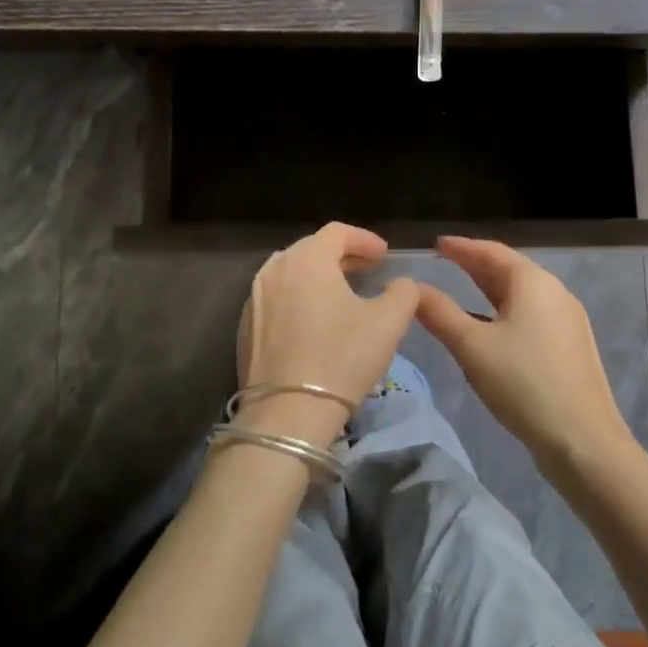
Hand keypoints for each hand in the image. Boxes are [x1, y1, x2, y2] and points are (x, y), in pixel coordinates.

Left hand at [234, 223, 419, 438]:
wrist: (286, 414)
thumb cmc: (341, 359)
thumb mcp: (388, 323)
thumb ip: (403, 293)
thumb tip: (400, 284)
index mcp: (307, 259)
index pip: (337, 232)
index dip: (364, 239)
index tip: (384, 255)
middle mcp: (274, 269)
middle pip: (311, 249)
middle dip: (342, 255)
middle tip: (367, 270)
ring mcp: (254, 298)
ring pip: (291, 273)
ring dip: (318, 276)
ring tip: (342, 294)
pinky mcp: (244, 327)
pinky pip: (276, 299)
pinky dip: (298, 299)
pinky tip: (314, 323)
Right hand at [415, 236, 633, 471]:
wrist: (583, 441)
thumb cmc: (523, 383)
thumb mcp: (472, 346)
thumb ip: (439, 313)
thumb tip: (413, 288)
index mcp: (533, 283)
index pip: (492, 252)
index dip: (462, 247)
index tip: (436, 245)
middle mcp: (555, 293)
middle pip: (509, 270)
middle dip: (476, 265)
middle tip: (445, 263)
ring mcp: (567, 321)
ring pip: (522, 295)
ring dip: (490, 290)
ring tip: (462, 290)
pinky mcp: (571, 347)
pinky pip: (532, 315)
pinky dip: (505, 311)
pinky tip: (490, 328)